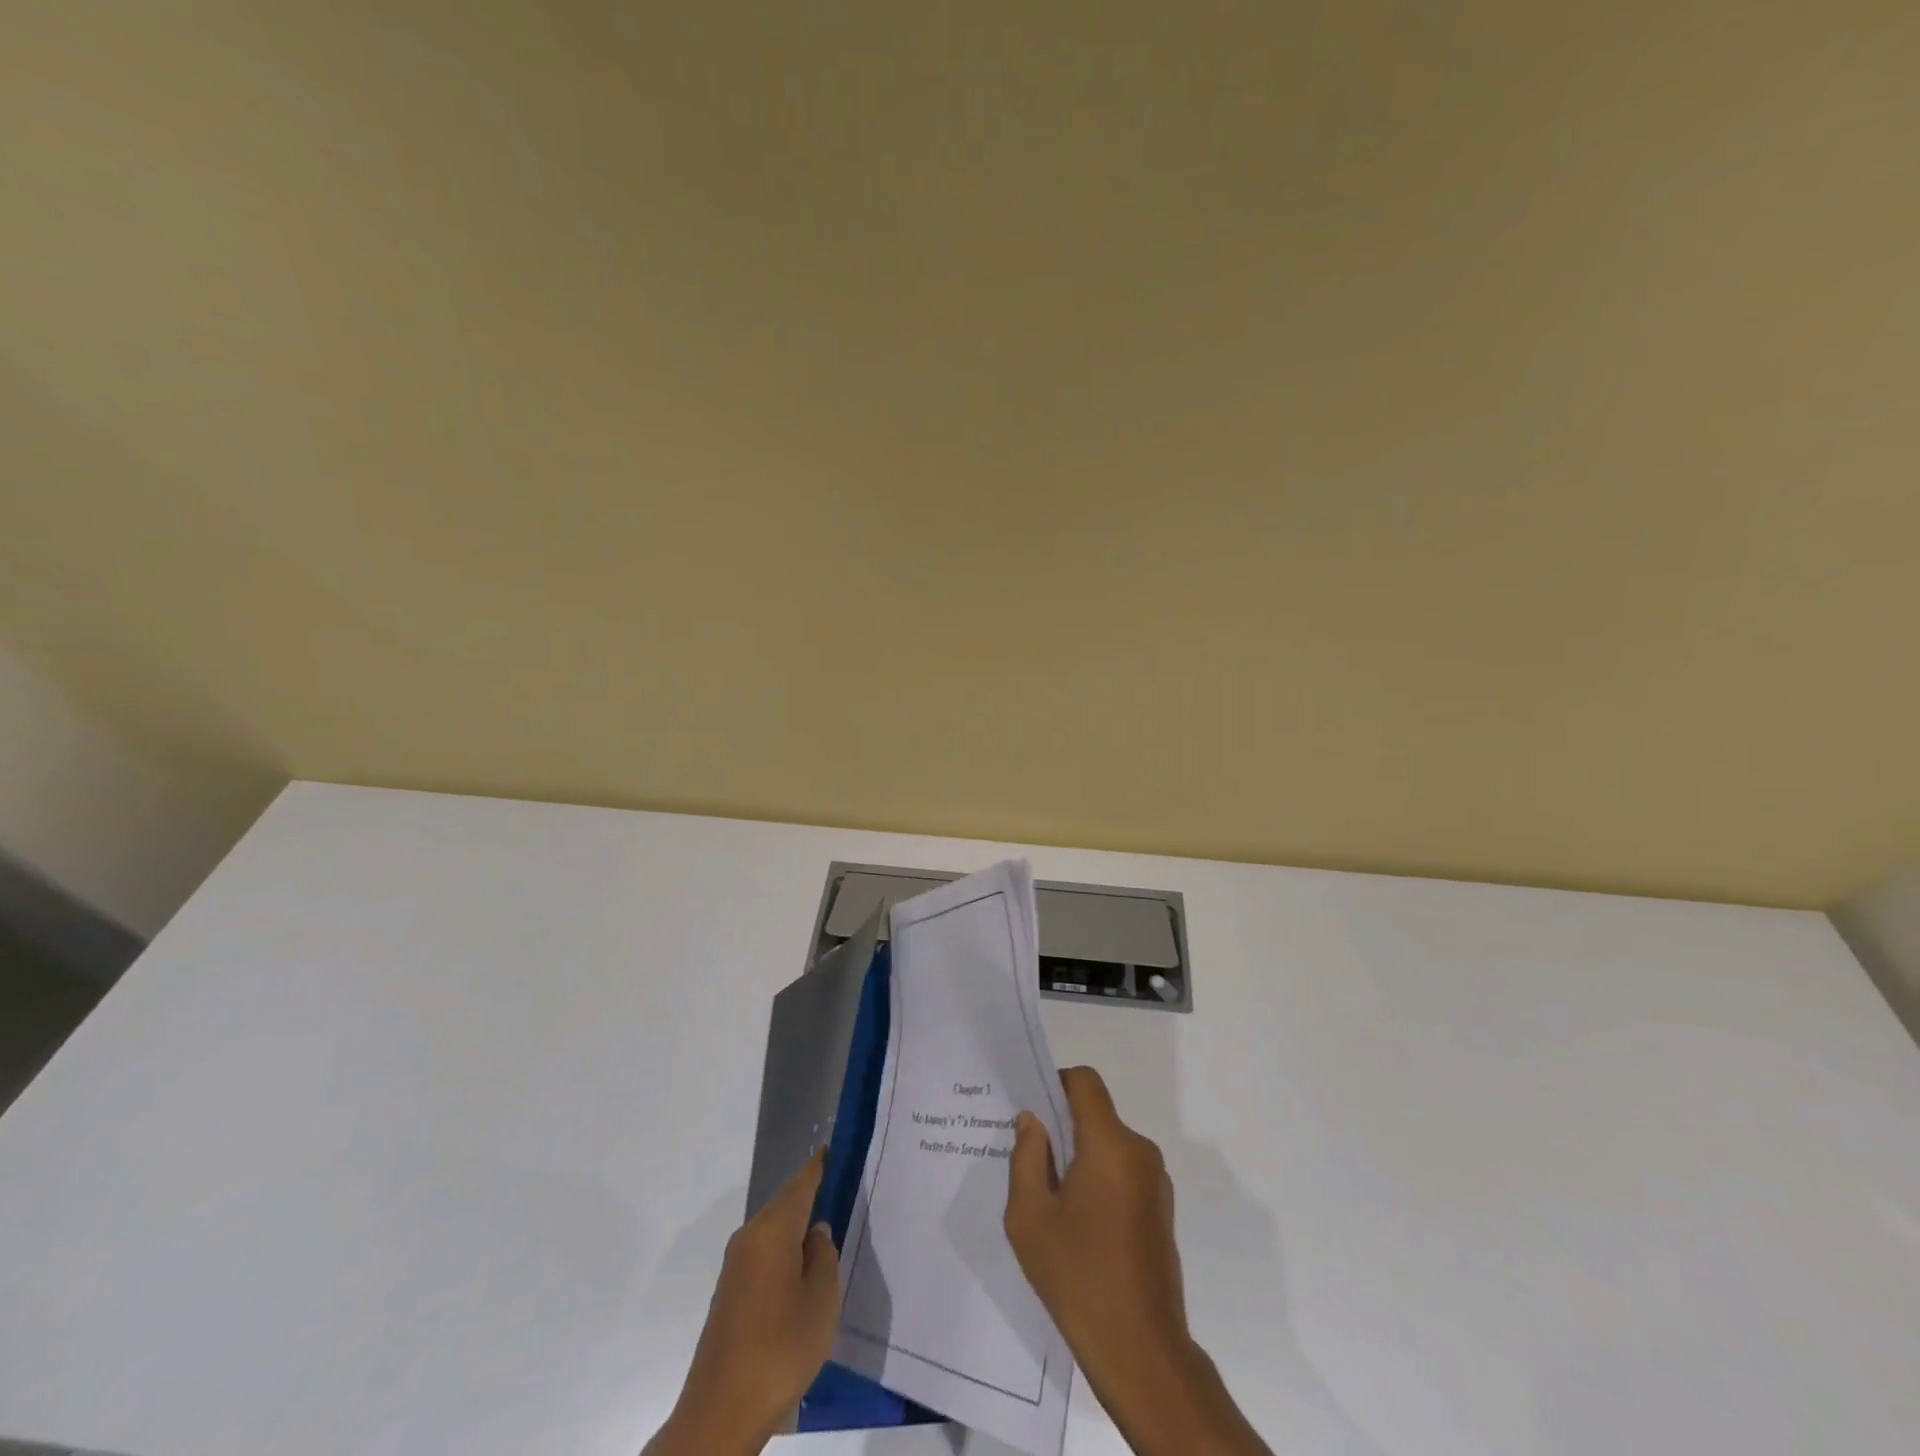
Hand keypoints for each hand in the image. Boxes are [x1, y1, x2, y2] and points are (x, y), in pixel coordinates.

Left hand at [644, 1153, 839, 1455]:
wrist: (720, 1414)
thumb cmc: (779, 1349)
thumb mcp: (821, 1300)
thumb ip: (824, 1256)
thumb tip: (817, 1232)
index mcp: (772, 1229)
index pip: (802, 1182)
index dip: (822, 1165)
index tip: (842, 1149)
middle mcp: (749, 1237)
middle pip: (787, 1203)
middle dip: (815, 1196)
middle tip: (849, 1193)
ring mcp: (736, 1265)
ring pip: (776, 1231)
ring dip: (801, 1228)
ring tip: (834, 1232)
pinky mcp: (731, 1292)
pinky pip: (766, 1254)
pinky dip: (788, 1252)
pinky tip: (806, 1272)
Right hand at [1005, 1066, 1271, 1455]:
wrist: (1141, 1352)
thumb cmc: (1078, 1277)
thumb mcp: (1030, 1217)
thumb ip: (1027, 1157)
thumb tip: (1033, 1122)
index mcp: (1110, 1144)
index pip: (1085, 1082)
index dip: (1056, 1082)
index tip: (1032, 1110)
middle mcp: (1139, 1151)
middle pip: (1096, 1115)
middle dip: (1062, 1127)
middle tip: (1029, 1160)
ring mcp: (1156, 1182)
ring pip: (1109, 1145)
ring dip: (1080, 1157)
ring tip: (1051, 1199)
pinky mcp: (1161, 1209)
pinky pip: (1123, 1172)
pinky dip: (1099, 1180)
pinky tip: (1078, 1224)